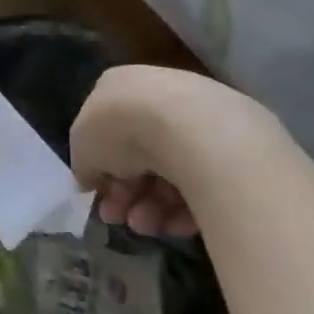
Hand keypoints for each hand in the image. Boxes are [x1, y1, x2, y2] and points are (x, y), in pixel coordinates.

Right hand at [71, 66, 282, 237]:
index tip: (100, 200)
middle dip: (126, 193)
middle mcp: (157, 96)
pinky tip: (176, 224)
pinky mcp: (231, 147)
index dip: (100, 169)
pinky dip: (186, 207)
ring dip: (152, 205)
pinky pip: (202, 181)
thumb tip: (90, 179)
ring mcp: (196, 119)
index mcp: (118, 87)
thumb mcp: (82, 145)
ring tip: (149, 226)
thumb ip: (84, 164)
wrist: (191, 128)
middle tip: (122, 220)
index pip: (105, 131)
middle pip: (138, 155)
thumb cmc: (123, 127)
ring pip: (170, 172)